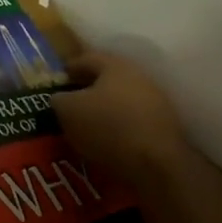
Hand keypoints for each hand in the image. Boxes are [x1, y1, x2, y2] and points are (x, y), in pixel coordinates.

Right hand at [50, 51, 188, 174]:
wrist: (155, 163)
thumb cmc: (106, 126)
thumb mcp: (67, 110)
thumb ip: (59, 98)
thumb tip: (59, 97)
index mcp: (115, 66)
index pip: (87, 59)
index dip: (69, 68)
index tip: (57, 79)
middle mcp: (139, 77)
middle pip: (107, 79)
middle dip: (87, 89)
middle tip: (69, 101)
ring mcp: (155, 102)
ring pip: (121, 100)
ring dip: (103, 108)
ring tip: (85, 124)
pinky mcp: (164, 128)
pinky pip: (132, 120)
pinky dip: (117, 126)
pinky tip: (105, 139)